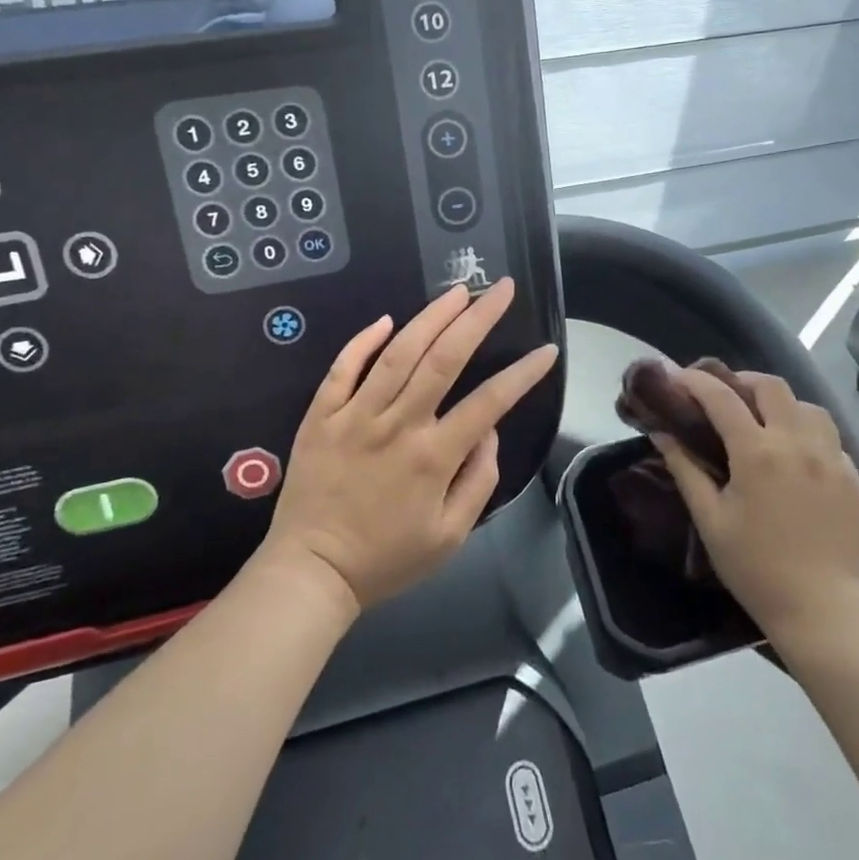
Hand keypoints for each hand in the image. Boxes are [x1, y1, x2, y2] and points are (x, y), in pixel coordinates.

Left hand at [260, 279, 559, 613]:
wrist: (312, 572)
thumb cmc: (387, 558)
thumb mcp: (450, 536)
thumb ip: (479, 479)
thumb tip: (488, 429)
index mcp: (433, 456)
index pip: (489, 401)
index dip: (523, 373)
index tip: (546, 351)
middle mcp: (398, 425)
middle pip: (444, 358)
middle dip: (478, 318)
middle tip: (502, 288)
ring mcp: (355, 416)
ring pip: (398, 353)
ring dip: (431, 316)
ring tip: (458, 291)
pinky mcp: (322, 416)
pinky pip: (342, 369)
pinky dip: (363, 341)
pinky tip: (386, 319)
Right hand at [655, 369, 858, 640]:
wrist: (823, 609)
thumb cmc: (755, 567)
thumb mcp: (710, 520)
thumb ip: (685, 469)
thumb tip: (661, 433)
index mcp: (757, 452)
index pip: (721, 397)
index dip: (695, 381)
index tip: (677, 377)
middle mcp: (796, 442)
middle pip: (771, 386)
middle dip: (741, 381)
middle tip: (722, 395)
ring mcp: (831, 457)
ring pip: (806, 405)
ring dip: (780, 402)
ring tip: (762, 419)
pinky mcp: (852, 475)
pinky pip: (829, 434)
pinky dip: (806, 429)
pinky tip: (794, 451)